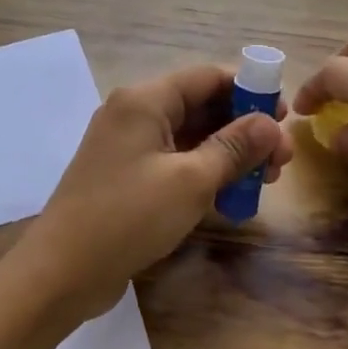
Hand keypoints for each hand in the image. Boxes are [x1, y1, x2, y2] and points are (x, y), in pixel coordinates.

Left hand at [16, 64, 293, 324]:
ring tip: (265, 180)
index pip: (207, 78)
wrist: (63, 270)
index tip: (284, 118)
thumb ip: (234, 147)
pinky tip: (231, 195)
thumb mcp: (190, 181)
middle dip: (244, 128)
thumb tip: (270, 123)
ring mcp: (127, 147)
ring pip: (189, 138)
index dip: (250, 91)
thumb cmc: (128, 216)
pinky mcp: (126, 177)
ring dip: (228, 154)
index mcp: (144, 100)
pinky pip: (174, 162)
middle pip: (200, 106)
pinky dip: (203, 172)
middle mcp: (133, 114)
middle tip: (281, 160)